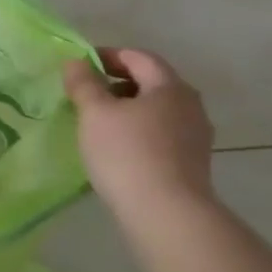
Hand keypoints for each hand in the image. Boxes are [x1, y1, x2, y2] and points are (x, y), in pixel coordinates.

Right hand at [63, 48, 214, 217]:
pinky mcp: (192, 163)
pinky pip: (161, 135)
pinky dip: (138, 132)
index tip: (80, 66)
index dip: (107, 56)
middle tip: (86, 95)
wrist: (167, 214)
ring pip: (156, 111)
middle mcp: (190, 106)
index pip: (138, 57)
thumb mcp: (95, 113)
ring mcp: (196, 136)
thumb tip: (76, 62)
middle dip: (117, 83)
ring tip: (98, 124)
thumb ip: (84, 84)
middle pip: (151, 83)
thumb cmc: (127, 154)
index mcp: (170, 87)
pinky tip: (118, 149)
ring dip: (128, 110)